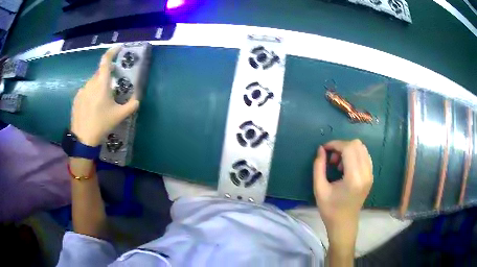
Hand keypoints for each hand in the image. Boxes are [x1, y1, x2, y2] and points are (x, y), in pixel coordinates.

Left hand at [71, 47, 138, 145]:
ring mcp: (82, 90)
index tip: (119, 48)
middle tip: (113, 83)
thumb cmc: (101, 124)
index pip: (106, 61)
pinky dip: (91, 92)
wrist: (83, 138)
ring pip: (93, 82)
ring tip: (102, 99)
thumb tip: (137, 99)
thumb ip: (131, 105)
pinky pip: (86, 90)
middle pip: (100, 72)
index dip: (112, 51)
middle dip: (108, 73)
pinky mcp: (77, 98)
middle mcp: (91, 83)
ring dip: (99, 84)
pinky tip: (92, 105)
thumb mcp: (119, 116)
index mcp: (101, 84)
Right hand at [313, 139, 372, 246]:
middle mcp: (365, 174)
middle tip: (331, 159)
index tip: (324, 149)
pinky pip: (365, 156)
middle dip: (341, 146)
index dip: (335, 144)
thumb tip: (321, 149)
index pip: (349, 148)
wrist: (344, 224)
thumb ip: (319, 167)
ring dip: (349, 150)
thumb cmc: (330, 210)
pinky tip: (346, 166)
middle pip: (357, 145)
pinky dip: (355, 155)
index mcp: (353, 178)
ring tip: (339, 164)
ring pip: (362, 148)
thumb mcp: (319, 189)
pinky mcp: (371, 176)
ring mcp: (370, 174)